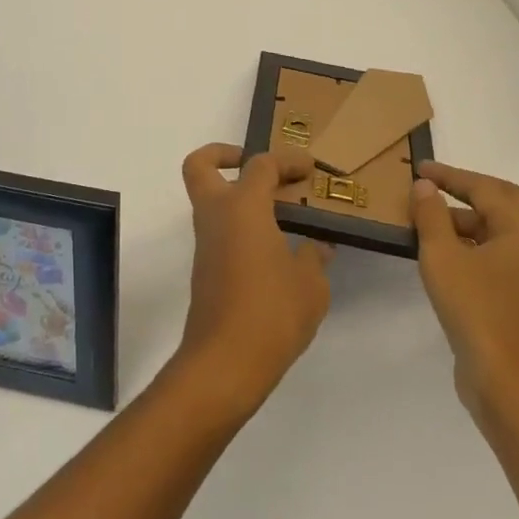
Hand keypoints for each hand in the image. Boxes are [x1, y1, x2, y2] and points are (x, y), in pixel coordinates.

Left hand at [175, 144, 332, 419]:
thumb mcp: (310, 285)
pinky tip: (275, 248)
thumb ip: (314, 257)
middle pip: (201, 166)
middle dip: (225, 155)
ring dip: (238, 196)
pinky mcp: (205, 269)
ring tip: (281, 211)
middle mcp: (216, 216)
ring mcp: (206, 244)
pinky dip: (242, 226)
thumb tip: (318, 246)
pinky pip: (220, 230)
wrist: (224, 363)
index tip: (309, 169)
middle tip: (262, 169)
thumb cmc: (272, 313)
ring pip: (210, 200)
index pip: (260, 165)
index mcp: (242, 207)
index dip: (287, 160)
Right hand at [411, 161, 518, 433]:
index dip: (451, 176)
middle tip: (429, 187)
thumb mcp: (443, 258)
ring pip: (501, 233)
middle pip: (502, 204)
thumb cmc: (477, 313)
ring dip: (466, 222)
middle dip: (464, 192)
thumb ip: (431, 216)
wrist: (510, 388)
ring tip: (428, 223)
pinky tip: (446, 256)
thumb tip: (425, 187)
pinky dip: (474, 247)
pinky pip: (501, 257)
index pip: (487, 188)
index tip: (420, 169)